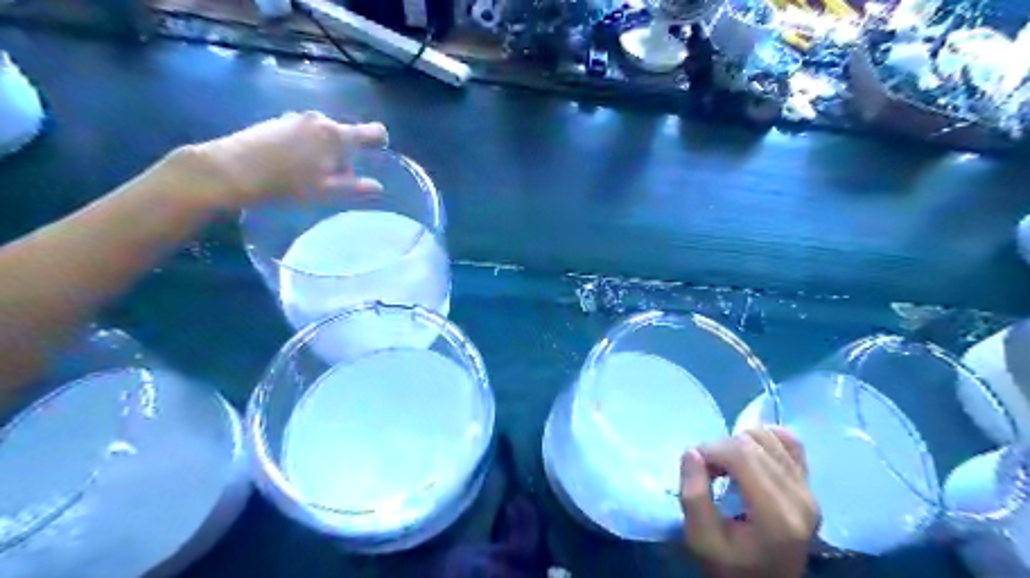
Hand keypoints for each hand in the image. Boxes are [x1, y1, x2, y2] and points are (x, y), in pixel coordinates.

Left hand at [174, 109, 387, 209]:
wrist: (230, 170)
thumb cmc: (286, 183)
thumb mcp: (325, 190)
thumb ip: (355, 187)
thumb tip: (379, 187)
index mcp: (335, 135)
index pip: (372, 131)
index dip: (379, 141)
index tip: (379, 154)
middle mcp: (318, 119)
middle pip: (345, 135)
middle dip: (345, 155)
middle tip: (335, 180)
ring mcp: (295, 118)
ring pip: (323, 135)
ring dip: (324, 152)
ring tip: (310, 177)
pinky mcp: (277, 121)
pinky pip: (304, 133)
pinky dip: (306, 148)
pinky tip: (291, 167)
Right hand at [682, 427, 816, 577]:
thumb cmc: (730, 567)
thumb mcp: (700, 540)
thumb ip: (693, 496)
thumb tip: (693, 452)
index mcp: (775, 515)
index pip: (741, 454)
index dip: (711, 449)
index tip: (695, 467)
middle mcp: (800, 498)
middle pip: (752, 442)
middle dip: (721, 447)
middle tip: (708, 470)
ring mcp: (809, 491)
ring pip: (769, 436)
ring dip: (739, 443)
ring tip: (727, 467)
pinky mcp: (810, 486)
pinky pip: (790, 442)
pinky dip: (765, 439)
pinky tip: (750, 456)